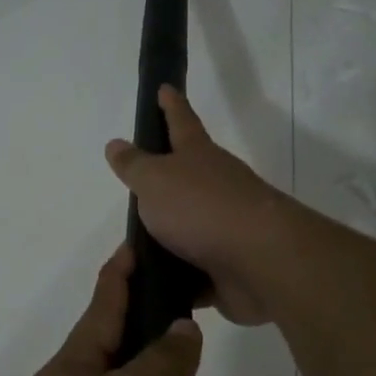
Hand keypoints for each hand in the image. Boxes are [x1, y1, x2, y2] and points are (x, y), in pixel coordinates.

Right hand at [105, 86, 293, 325]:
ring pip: (189, 229)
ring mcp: (225, 229)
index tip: (165, 88)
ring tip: (133, 250)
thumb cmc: (201, 208)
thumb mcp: (155, 180)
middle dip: (166, 180)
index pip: (181, 122)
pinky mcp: (227, 268)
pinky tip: (154, 288)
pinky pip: (193, 273)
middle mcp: (215, 187)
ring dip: (167, 238)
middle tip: (136, 186)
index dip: (170, 105)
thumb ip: (134, 165)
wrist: (259, 261)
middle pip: (188, 178)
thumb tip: (116, 144)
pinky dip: (176, 279)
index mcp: (198, 157)